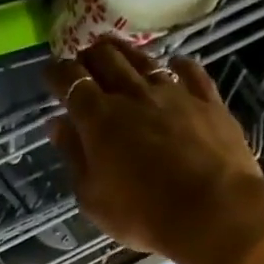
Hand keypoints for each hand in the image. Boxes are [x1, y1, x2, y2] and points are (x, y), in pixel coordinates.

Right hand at [46, 41, 263, 263]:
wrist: (213, 211)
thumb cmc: (142, 214)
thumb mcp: (93, 197)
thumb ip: (74, 157)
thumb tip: (58, 125)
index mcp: (99, 119)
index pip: (71, 82)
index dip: (57, 74)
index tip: (50, 73)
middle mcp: (133, 95)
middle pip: (106, 60)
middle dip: (88, 55)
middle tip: (82, 59)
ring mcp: (174, 94)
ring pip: (144, 59)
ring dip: (124, 51)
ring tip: (114, 49)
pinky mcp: (208, 102)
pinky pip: (190, 73)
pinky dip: (177, 65)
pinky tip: (174, 63)